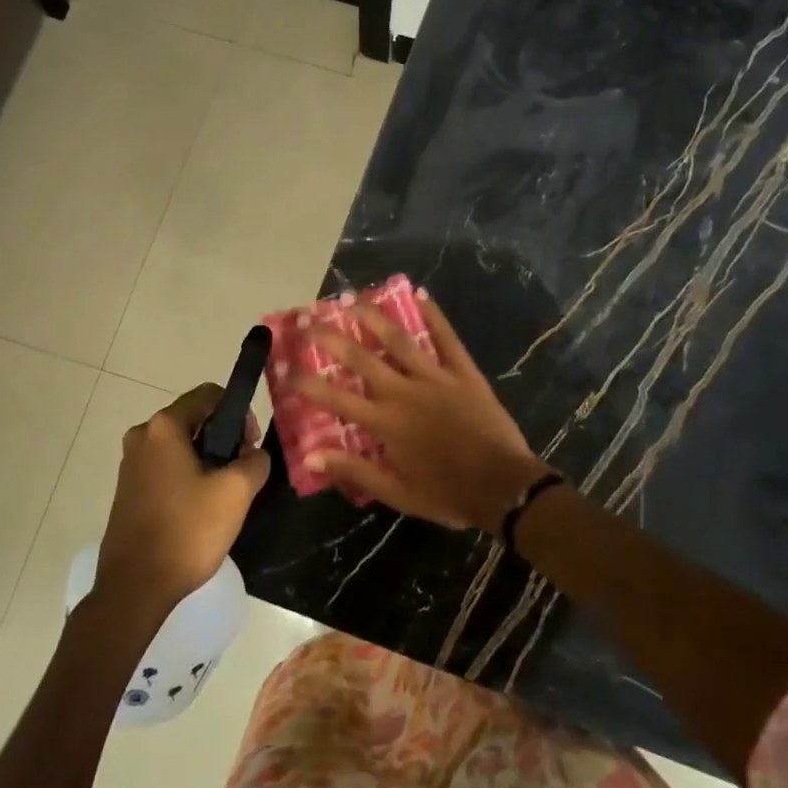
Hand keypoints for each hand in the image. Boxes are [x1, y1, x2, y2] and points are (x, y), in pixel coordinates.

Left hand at [96, 384, 271, 612]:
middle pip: (195, 420)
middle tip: (242, 474)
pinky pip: (166, 468)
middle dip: (224, 439)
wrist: (135, 587)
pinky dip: (188, 478)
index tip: (250, 448)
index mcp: (163, 426)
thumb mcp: (236, 491)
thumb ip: (255, 460)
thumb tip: (253, 455)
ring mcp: (130, 464)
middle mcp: (141, 436)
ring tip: (224, 496)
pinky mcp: (128, 490)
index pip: (209, 395)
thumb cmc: (187, 531)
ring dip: (207, 461)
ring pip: (181, 446)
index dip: (239, 414)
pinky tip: (200, 510)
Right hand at [294, 290, 549, 534]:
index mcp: (385, 423)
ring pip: (399, 340)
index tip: (284, 367)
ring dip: (373, 316)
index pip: (335, 398)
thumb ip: (353, 470)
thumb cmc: (447, 494)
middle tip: (309, 317)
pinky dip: (434, 315)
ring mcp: (435, 378)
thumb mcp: (396, 493)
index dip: (306, 382)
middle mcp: (404, 392)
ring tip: (352, 297)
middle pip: (361, 358)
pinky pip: (446, 338)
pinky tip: (420, 293)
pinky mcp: (463, 372)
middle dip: (331, 337)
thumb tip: (310, 456)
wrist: (503, 487)